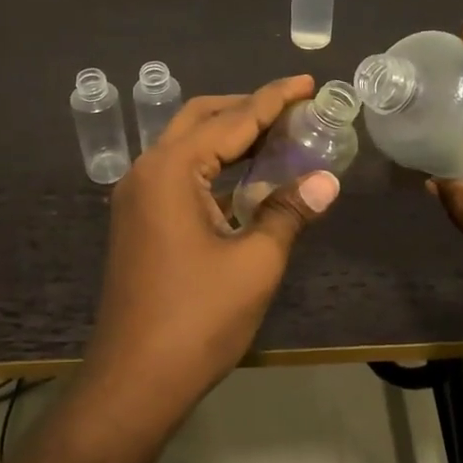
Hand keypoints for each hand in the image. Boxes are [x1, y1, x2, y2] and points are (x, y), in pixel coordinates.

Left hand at [85, 75, 341, 413]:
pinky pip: (179, 174)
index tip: (308, 82)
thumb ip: (289, 211)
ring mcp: (137, 197)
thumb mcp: (255, 262)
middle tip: (295, 110)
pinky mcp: (138, 221)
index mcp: (172, 170)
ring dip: (229, 136)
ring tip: (278, 136)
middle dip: (247, 108)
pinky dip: (214, 166)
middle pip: (201, 119)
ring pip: (187, 146)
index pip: (233, 119)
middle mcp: (147, 171)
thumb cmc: (198, 319)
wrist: (135, 380)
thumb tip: (327, 180)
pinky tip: (246, 178)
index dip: (274, 99)